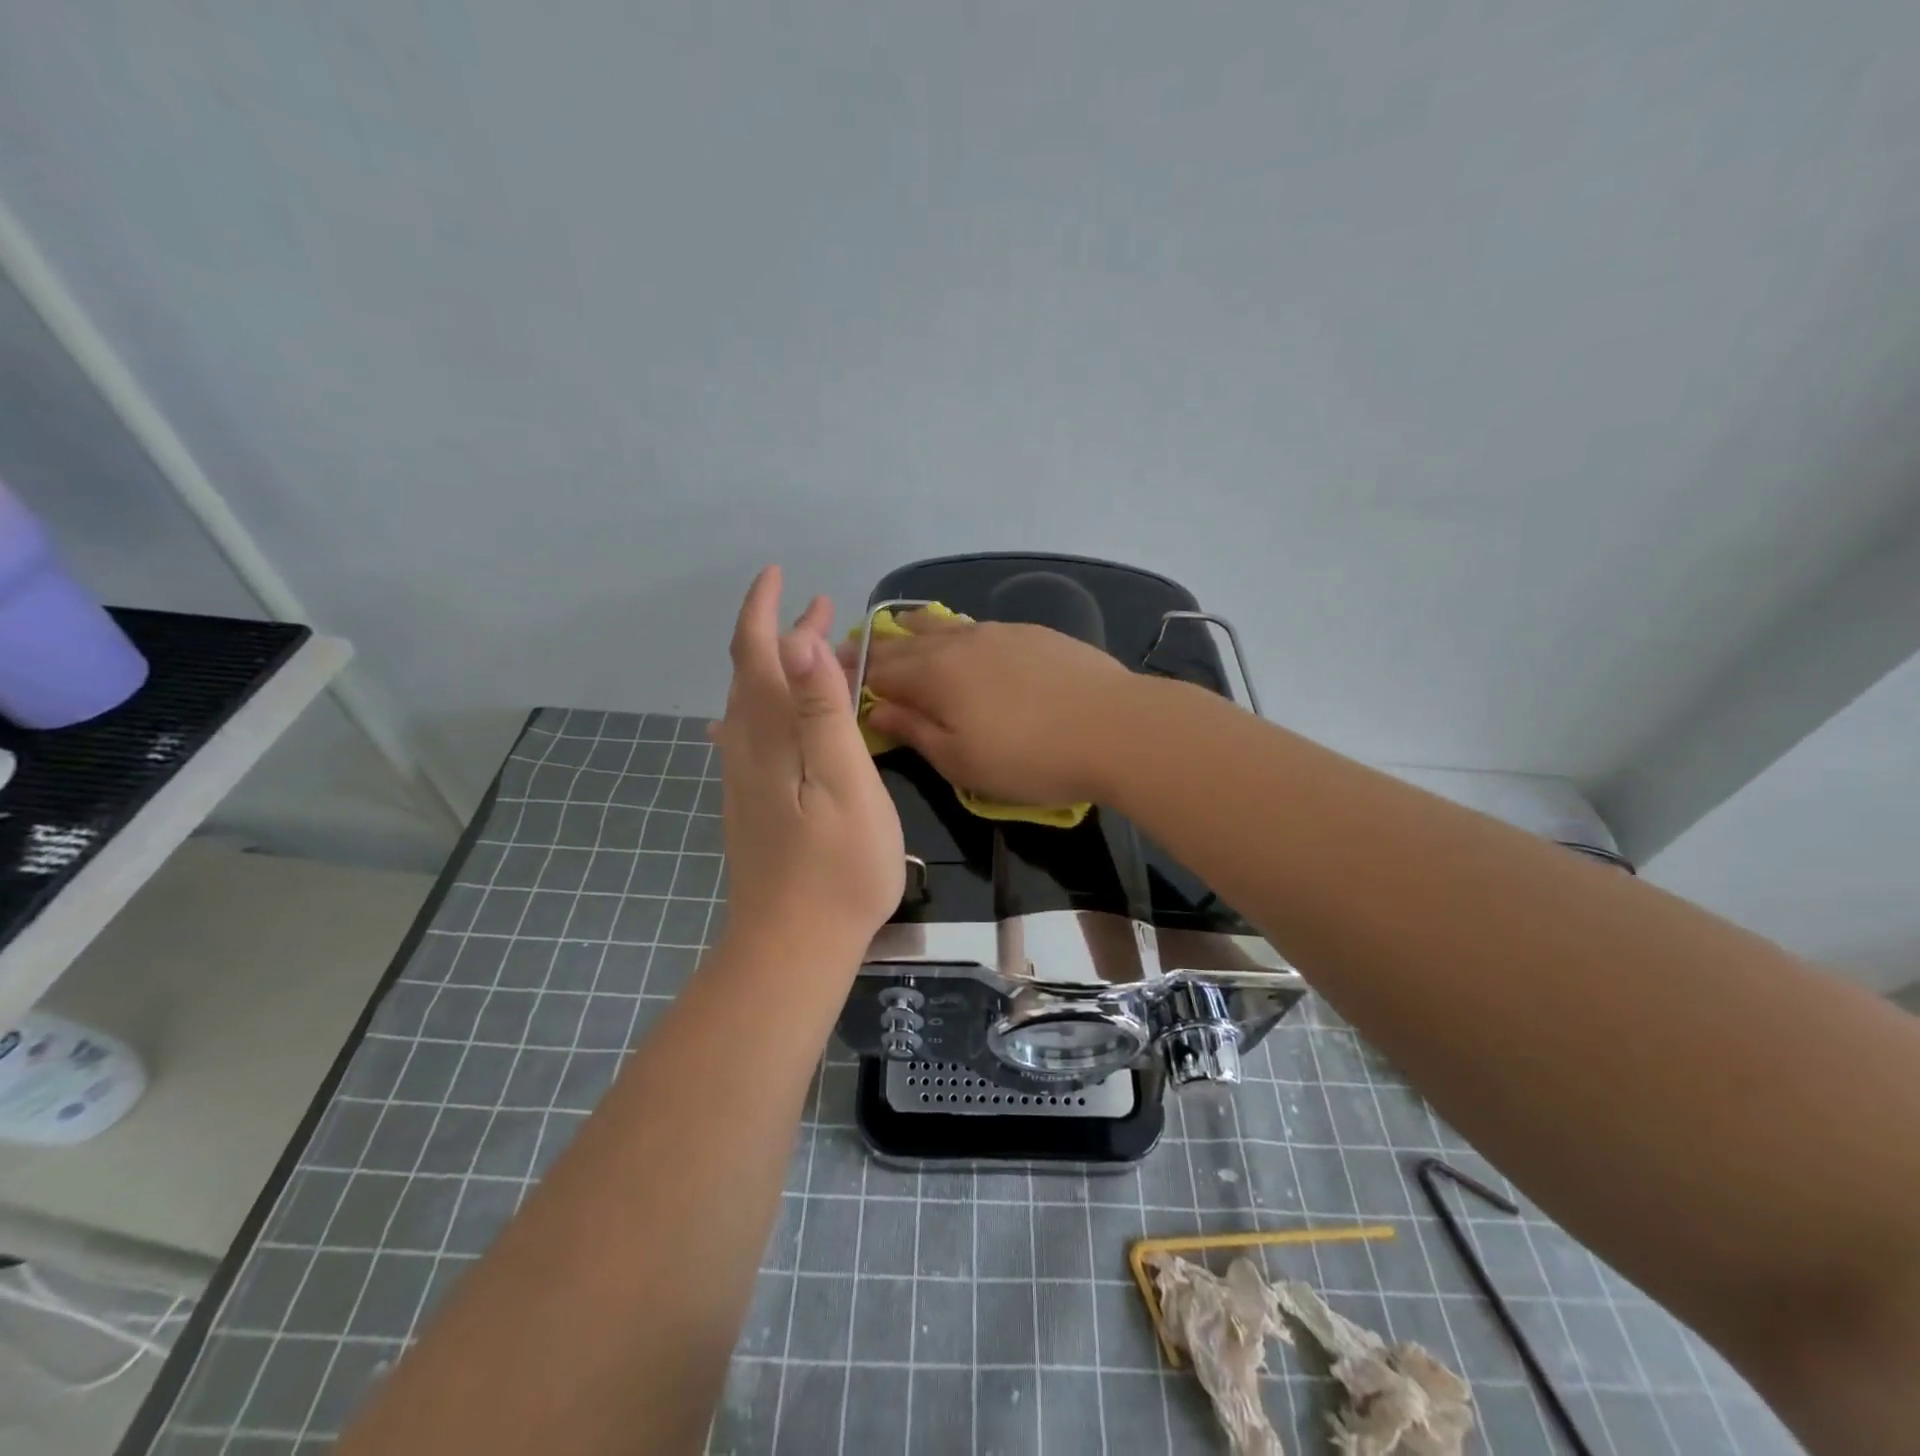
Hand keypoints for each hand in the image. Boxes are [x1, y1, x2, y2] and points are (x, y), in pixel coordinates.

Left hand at [713, 567, 903, 958]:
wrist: (792, 947)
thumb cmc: (836, 867)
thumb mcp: (845, 783)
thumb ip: (822, 712)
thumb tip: (800, 639)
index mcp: (771, 735)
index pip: (758, 653)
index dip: (764, 609)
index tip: (781, 575)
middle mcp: (747, 748)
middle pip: (752, 673)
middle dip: (779, 631)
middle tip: (819, 605)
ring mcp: (745, 779)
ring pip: (753, 704)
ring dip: (780, 667)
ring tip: (813, 650)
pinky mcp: (752, 804)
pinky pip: (755, 735)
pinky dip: (774, 705)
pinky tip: (777, 717)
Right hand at [841, 613, 1137, 805]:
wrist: (1115, 727)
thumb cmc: (1030, 757)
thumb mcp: (961, 761)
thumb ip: (914, 730)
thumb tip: (875, 708)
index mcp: (934, 675)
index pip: (878, 669)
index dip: (851, 673)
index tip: (830, 675)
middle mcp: (959, 643)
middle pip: (905, 641)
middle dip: (876, 648)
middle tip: (854, 653)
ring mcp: (998, 632)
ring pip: (942, 625)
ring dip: (913, 632)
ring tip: (900, 634)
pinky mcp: (1032, 633)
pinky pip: (977, 628)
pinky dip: (954, 634)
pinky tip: (962, 644)